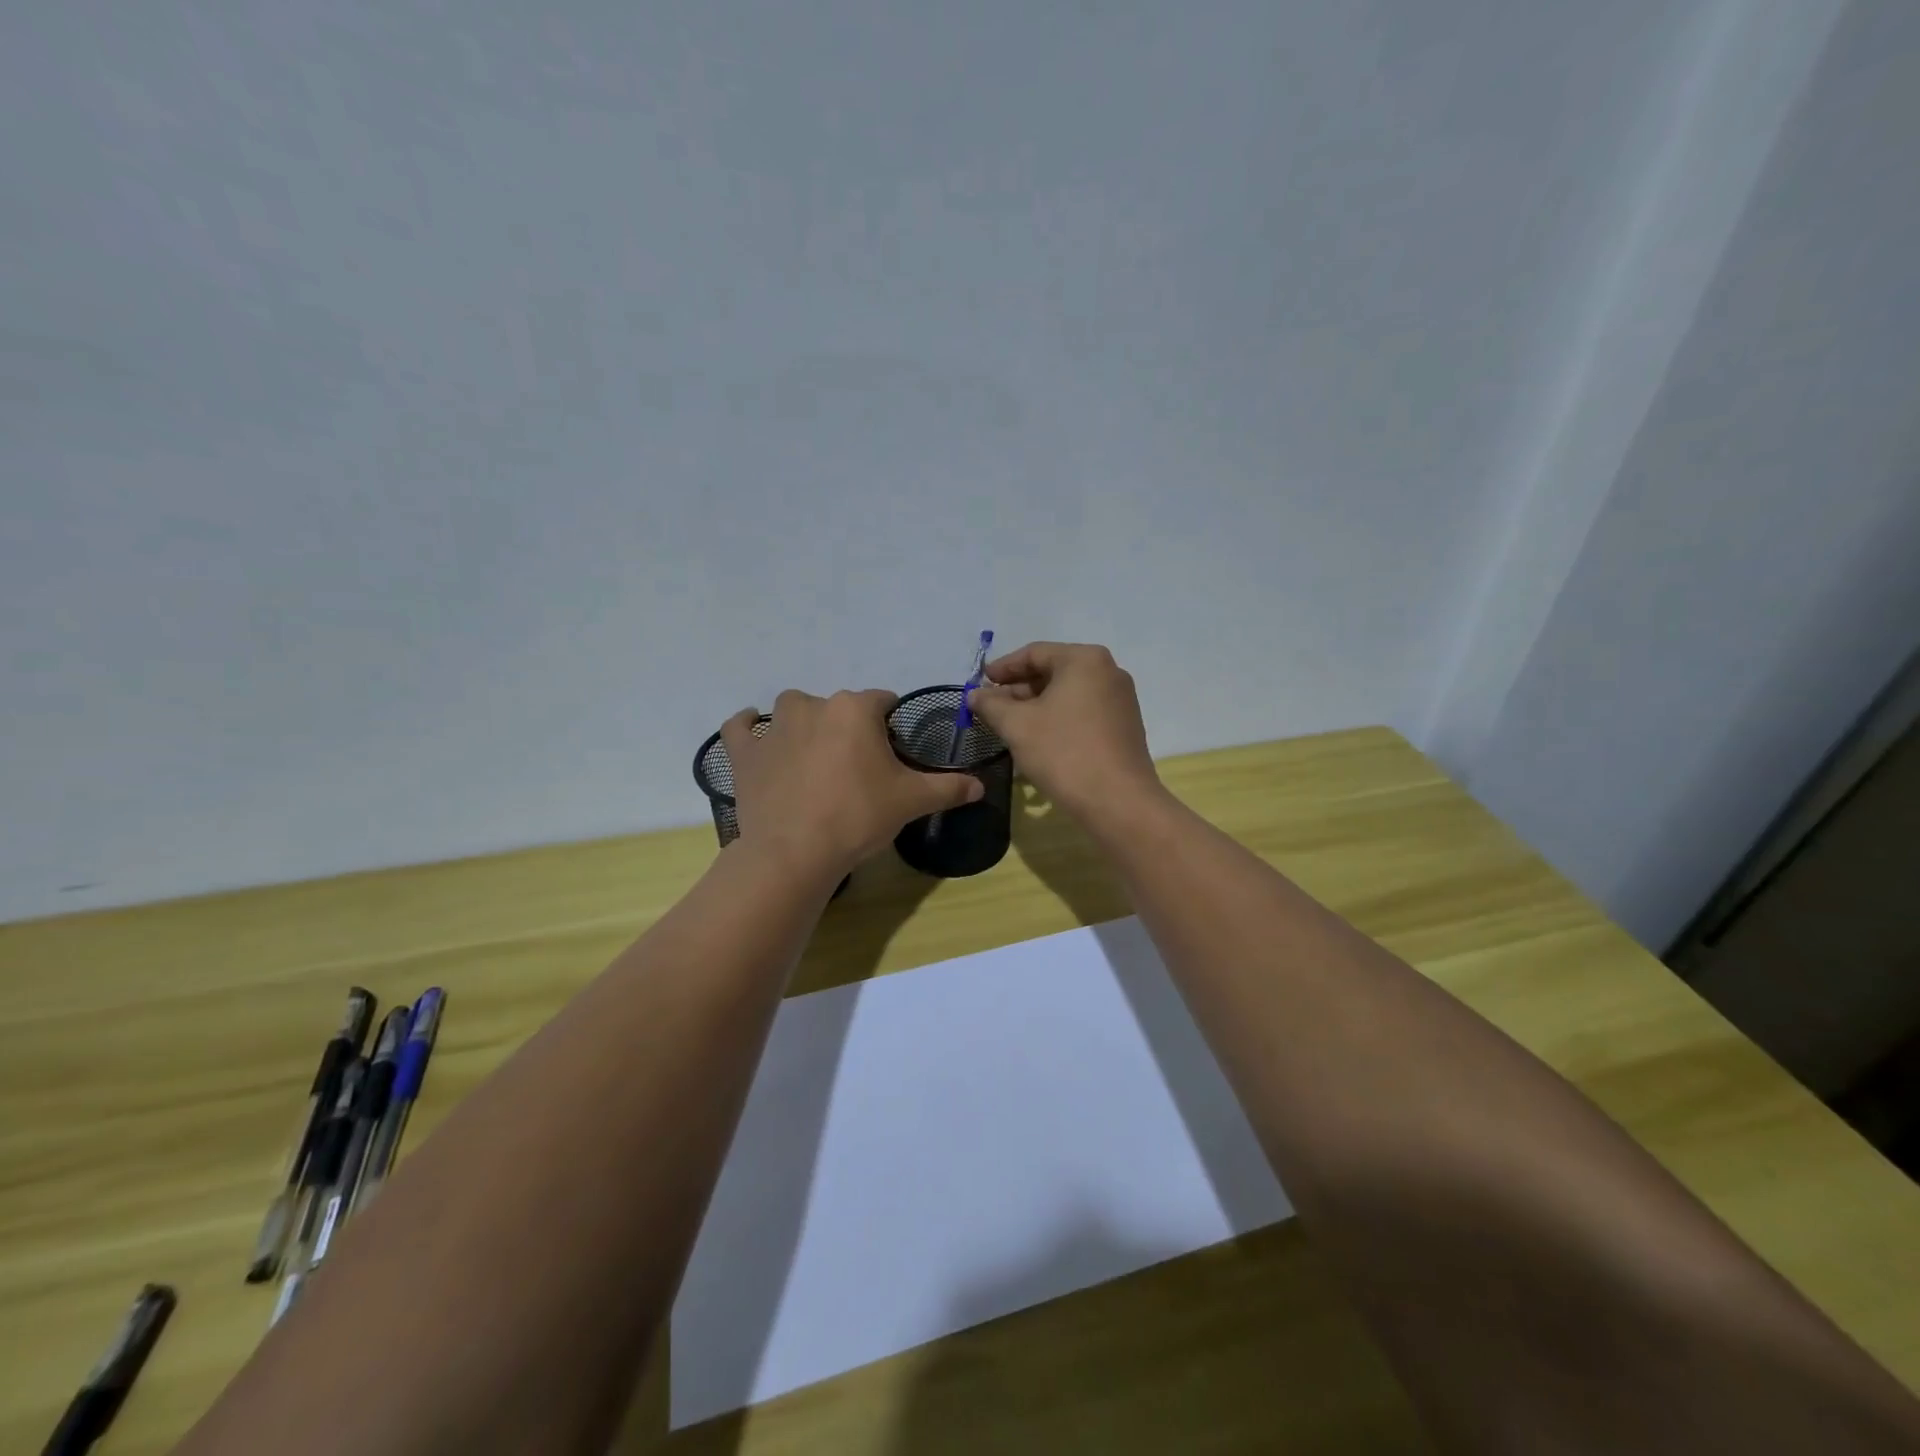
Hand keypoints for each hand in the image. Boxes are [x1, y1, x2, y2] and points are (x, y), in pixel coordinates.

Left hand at [721, 689, 983, 879]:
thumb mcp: (912, 801)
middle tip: (856, 768)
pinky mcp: (744, 752)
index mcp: (855, 709)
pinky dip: (746, 728)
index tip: (891, 753)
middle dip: (849, 728)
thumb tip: (981, 786)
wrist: (795, 852)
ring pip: (792, 710)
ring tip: (813, 757)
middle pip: (839, 706)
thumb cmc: (858, 816)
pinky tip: (753, 733)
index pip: (882, 701)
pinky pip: (739, 728)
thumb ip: (949, 788)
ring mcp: (773, 727)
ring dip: (802, 723)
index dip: (889, 724)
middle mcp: (813, 705)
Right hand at [967, 642, 1162, 822]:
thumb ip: (991, 705)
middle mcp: (1108, 671)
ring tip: (1009, 725)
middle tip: (990, 708)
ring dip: (1036, 706)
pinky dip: (1057, 718)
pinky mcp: (1124, 725)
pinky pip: (1082, 711)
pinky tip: (1038, 738)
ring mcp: (1120, 699)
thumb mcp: (1017, 726)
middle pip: (1053, 671)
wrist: (1118, 801)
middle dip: (1018, 689)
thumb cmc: (1064, 753)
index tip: (979, 683)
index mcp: (1084, 659)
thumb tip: (974, 694)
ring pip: (1067, 694)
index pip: (1034, 653)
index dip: (1002, 668)